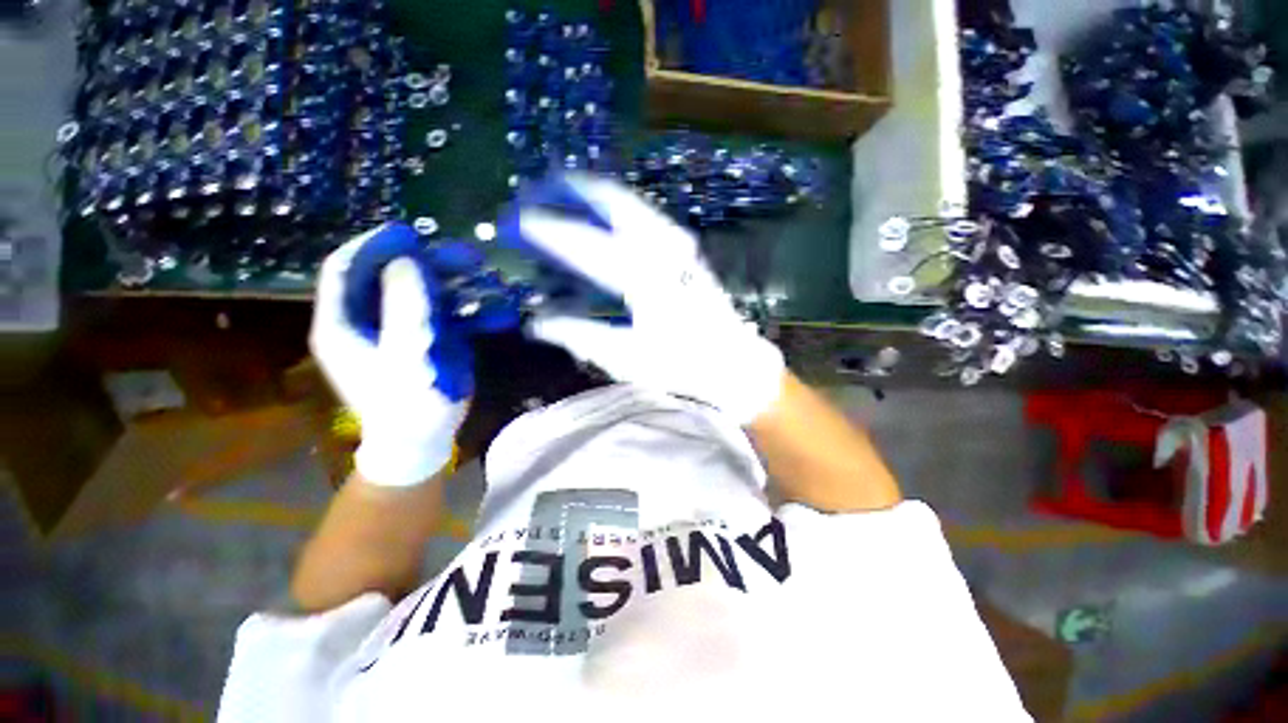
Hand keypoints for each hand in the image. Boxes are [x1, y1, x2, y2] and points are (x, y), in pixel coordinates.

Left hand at [310, 223, 476, 485]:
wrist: (423, 439)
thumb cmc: (406, 404)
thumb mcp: (405, 355)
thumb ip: (405, 307)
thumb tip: (410, 260)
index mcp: (345, 322)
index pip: (347, 269)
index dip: (375, 246)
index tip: (411, 234)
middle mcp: (370, 319)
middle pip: (393, 276)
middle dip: (430, 264)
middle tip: (467, 258)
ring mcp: (403, 328)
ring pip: (427, 292)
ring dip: (459, 284)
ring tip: (490, 281)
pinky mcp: (430, 338)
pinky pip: (451, 314)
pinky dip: (475, 310)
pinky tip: (501, 312)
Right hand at [506, 174, 784, 424]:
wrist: (733, 362)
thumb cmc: (680, 364)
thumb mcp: (626, 357)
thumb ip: (580, 335)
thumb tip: (538, 323)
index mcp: (644, 278)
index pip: (587, 245)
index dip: (550, 232)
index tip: (520, 221)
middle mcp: (662, 249)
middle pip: (613, 201)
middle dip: (574, 189)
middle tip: (545, 187)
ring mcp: (677, 244)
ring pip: (631, 202)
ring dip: (596, 194)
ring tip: (568, 190)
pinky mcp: (685, 249)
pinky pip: (646, 215)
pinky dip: (620, 207)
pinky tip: (607, 212)